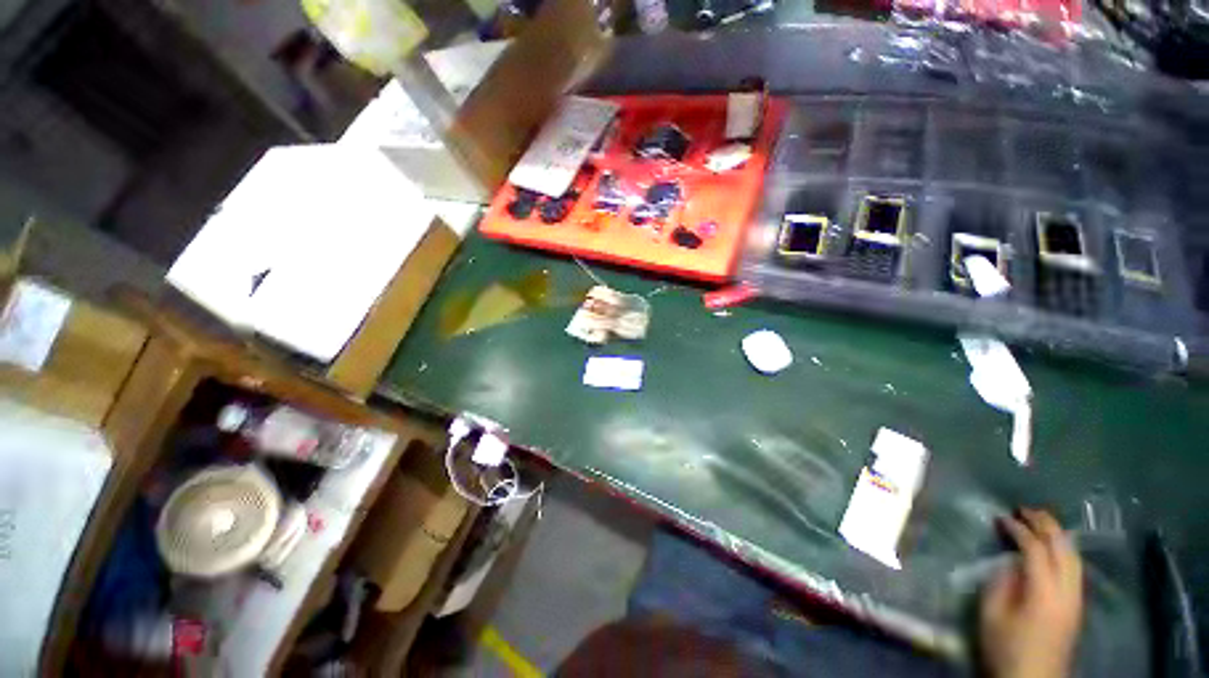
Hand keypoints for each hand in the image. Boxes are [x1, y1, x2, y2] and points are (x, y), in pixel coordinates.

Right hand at [979, 508, 1083, 677]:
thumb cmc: (1006, 647)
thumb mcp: (992, 615)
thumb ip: (1000, 583)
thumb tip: (1007, 561)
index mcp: (1044, 591)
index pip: (1035, 549)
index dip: (1018, 529)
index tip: (1000, 517)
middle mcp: (1066, 590)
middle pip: (1063, 548)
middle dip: (1045, 524)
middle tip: (1024, 509)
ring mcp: (1075, 598)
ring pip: (1073, 557)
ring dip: (1057, 535)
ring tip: (1039, 522)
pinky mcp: (1076, 605)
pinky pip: (1074, 568)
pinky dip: (1063, 550)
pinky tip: (1052, 548)